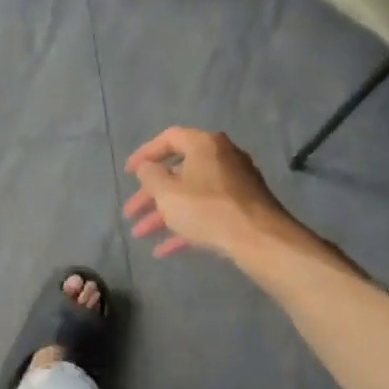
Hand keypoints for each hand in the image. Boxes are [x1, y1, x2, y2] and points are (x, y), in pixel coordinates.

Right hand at [122, 127, 302, 260]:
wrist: (259, 239)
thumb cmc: (207, 209)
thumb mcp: (167, 192)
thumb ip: (150, 175)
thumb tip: (147, 167)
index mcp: (204, 145)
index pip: (169, 139)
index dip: (145, 154)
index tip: (129, 173)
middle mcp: (222, 158)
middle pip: (178, 173)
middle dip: (150, 195)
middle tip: (131, 212)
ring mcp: (235, 184)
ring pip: (190, 195)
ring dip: (163, 214)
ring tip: (140, 234)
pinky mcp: (242, 208)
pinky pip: (206, 212)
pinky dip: (185, 226)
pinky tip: (164, 250)